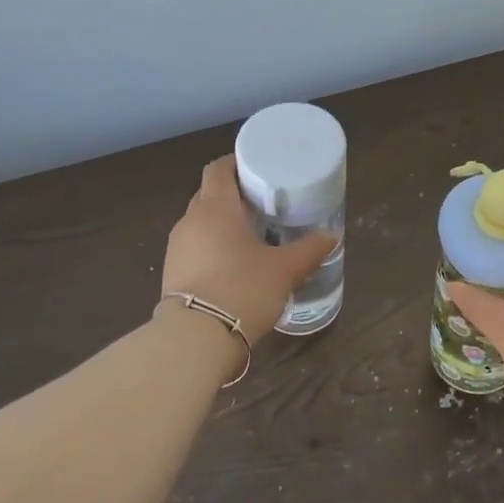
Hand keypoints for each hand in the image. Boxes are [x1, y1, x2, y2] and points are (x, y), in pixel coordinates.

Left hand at [160, 156, 335, 341]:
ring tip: (251, 236)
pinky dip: (212, 248)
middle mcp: (190, 221)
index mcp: (215, 207)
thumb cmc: (243, 289)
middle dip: (233, 195)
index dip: (236, 163)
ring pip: (201, 223)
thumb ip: (309, 250)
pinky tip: (233, 265)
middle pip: (209, 194)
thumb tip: (331, 237)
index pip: (218, 169)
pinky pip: (194, 249)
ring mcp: (176, 248)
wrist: (196, 338)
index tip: (258, 169)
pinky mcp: (171, 274)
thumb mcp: (285, 270)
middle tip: (263, 204)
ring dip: (221, 224)